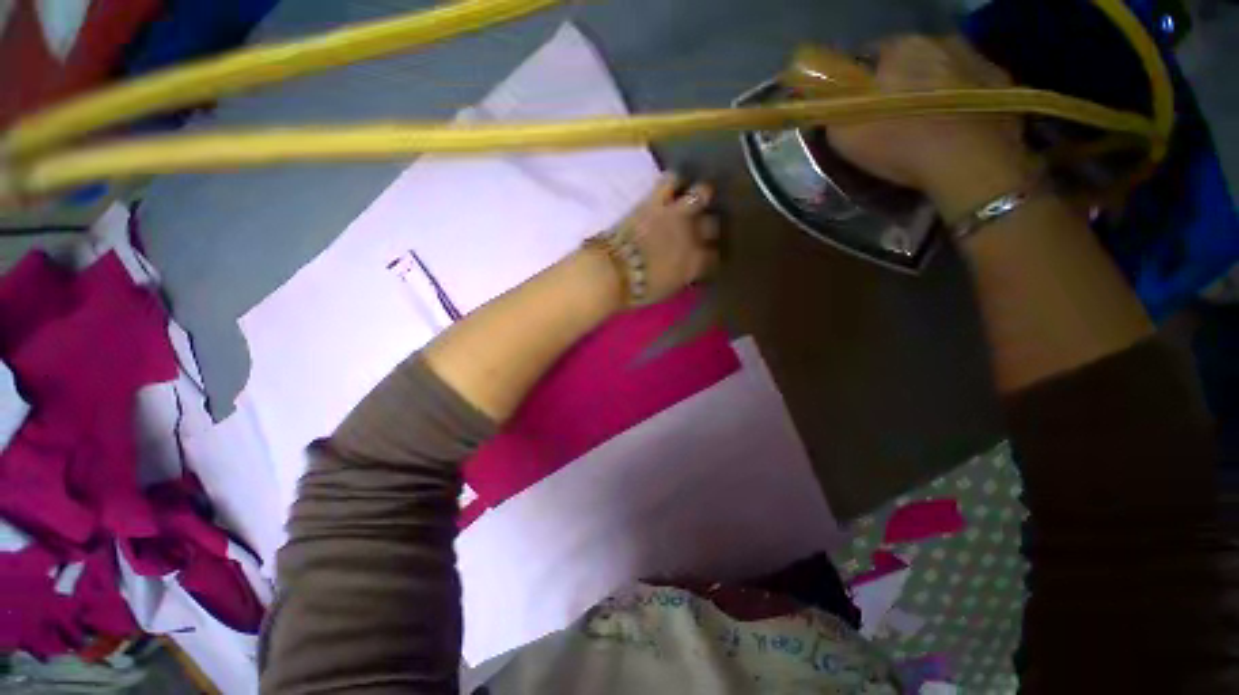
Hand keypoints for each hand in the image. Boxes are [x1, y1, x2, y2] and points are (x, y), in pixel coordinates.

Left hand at [611, 172, 719, 304]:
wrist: (615, 273)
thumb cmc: (638, 290)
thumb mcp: (668, 289)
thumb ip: (681, 276)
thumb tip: (686, 270)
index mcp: (694, 264)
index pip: (714, 257)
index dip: (710, 256)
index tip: (705, 257)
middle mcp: (693, 236)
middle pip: (712, 225)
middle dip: (708, 227)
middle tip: (698, 229)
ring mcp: (676, 215)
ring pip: (701, 194)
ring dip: (699, 196)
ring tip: (692, 199)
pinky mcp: (656, 201)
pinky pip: (671, 180)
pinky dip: (672, 180)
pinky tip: (670, 185)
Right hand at [827, 36, 1032, 220]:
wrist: (969, 163)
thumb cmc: (900, 142)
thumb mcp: (846, 135)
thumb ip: (833, 112)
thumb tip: (830, 105)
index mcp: (901, 47)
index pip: (869, 54)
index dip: (859, 81)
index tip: (855, 105)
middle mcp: (942, 40)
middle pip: (911, 60)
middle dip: (898, 82)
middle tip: (889, 117)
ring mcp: (979, 58)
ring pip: (943, 70)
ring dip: (932, 89)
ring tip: (925, 123)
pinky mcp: (1004, 82)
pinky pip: (972, 86)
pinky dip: (961, 100)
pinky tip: (954, 127)